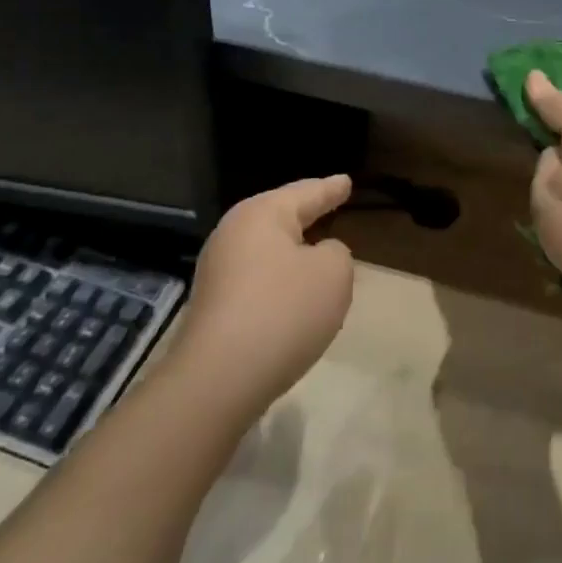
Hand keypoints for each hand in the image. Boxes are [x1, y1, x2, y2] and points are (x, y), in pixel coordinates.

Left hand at [165, 175, 353, 423]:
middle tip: (329, 203)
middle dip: (306, 213)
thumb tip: (318, 256)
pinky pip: (257, 281)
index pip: (306, 193)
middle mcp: (233, 235)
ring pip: (267, 251)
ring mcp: (218, 272)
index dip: (331, 188)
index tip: (347, 181)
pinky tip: (294, 295)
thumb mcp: (333, 273)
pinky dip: (280, 282)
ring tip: (318, 250)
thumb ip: (336, 253)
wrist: (217, 381)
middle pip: (280, 217)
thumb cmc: (283, 311)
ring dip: (293, 252)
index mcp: (261, 214)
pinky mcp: (214, 308)